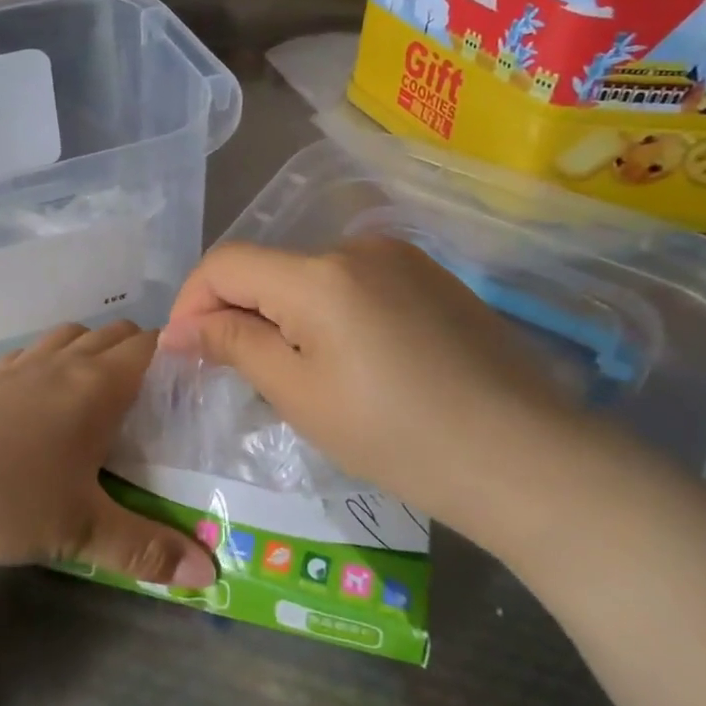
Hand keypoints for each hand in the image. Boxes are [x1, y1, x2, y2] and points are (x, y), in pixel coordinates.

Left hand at [0, 321, 215, 586]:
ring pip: (68, 336)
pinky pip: (28, 355)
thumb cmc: (4, 497)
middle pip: (112, 332)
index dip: (176, 355)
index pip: (150, 345)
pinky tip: (39, 402)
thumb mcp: (80, 530)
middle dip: (139, 353)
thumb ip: (146, 549)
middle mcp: (60, 363)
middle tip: (154, 402)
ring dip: (92, 351)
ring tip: (100, 396)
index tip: (192, 386)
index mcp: (95, 386)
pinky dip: (48, 363)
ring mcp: (16, 367)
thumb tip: (209, 574)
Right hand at [159, 236, 599, 549]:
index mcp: (319, 274)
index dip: (191, 301)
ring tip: (298, 375)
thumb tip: (181, 328)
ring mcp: (400, 257)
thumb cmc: (396, 436)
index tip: (182, 350)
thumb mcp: (300, 394)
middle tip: (236, 374)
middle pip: (268, 269)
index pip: (225, 264)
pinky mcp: (430, 277)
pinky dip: (327, 314)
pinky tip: (352, 363)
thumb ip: (235, 345)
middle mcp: (357, 246)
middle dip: (238, 313)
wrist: (524, 458)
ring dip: (283, 315)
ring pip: (310, 278)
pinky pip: (353, 285)